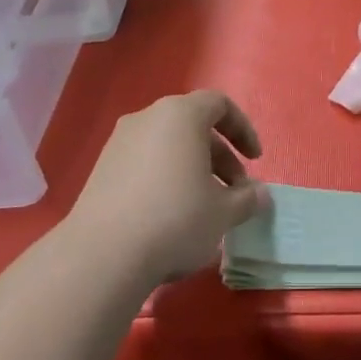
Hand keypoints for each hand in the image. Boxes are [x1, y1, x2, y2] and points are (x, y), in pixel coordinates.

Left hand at [63, 91, 268, 288]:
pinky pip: (145, 162)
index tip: (254, 160)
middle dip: (220, 155)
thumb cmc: (176, 220)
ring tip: (205, 207)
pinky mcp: (101, 169)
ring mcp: (119, 143)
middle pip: (193, 125)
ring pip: (168, 145)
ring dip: (193, 168)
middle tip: (234, 191)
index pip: (219, 104)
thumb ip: (248, 198)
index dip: (243, 129)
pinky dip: (166, 177)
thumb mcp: (224, 212)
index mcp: (180, 115)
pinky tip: (172, 215)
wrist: (103, 255)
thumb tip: (260, 194)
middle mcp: (147, 119)